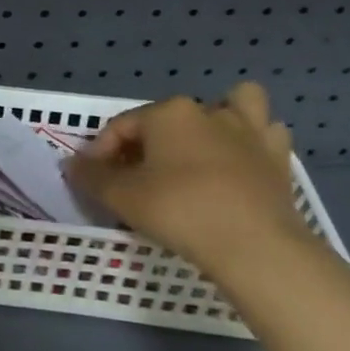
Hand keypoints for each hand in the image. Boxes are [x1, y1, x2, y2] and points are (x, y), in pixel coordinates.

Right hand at [64, 81, 311, 278]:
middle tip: (136, 176)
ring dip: (217, 118)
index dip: (101, 152)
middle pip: (166, 119)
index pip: (121, 126)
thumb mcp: (121, 196)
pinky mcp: (278, 158)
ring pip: (233, 104)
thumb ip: (92, 176)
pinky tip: (240, 161)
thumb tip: (71, 163)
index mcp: (167, 113)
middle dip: (148, 142)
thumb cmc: (180, 210)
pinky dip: (253, 141)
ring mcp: (249, 131)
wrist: (255, 246)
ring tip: (200, 148)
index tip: (93, 181)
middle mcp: (208, 111)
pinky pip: (266, 134)